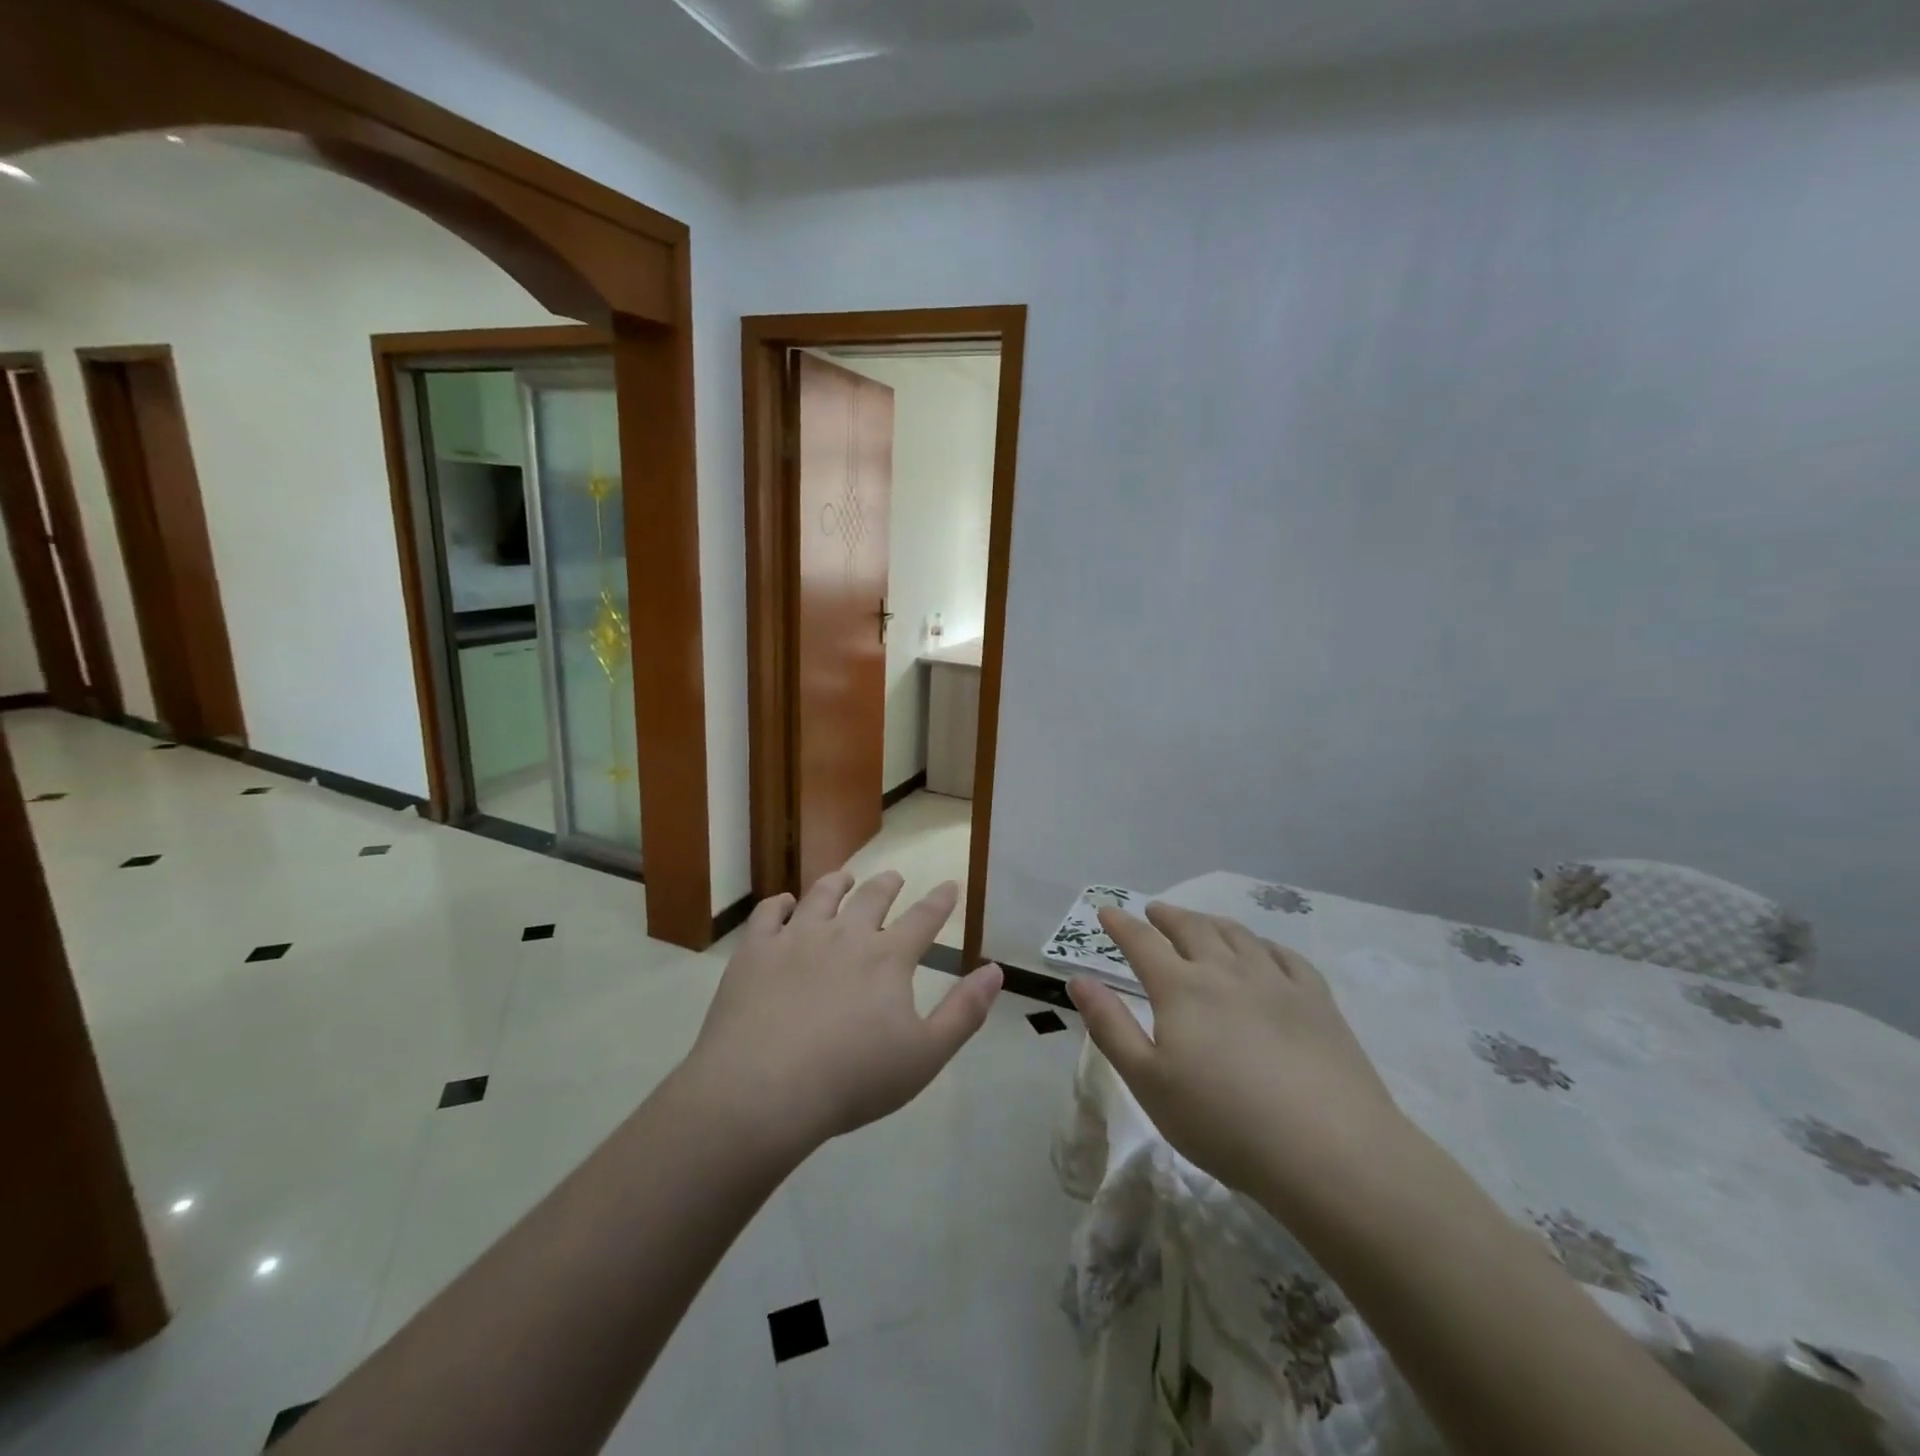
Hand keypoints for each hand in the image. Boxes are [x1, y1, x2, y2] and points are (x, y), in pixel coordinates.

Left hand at [686, 871, 1002, 1153]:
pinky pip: (769, 914)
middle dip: (887, 884)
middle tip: (894, 877)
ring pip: (821, 896)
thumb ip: (964, 1011)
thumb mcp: (925, 1055)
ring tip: (843, 877)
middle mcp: (845, 935)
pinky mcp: (755, 951)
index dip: (940, 901)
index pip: (923, 918)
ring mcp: (796, 938)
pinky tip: (784, 905)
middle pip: (871, 898)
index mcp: (888, 958)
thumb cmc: (852, 1079)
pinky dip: (780, 904)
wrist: (764, 1089)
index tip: (949, 885)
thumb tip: (995, 970)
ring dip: (836, 883)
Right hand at [1068, 903, 1404, 1205]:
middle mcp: (1226, 971)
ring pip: (1237, 935)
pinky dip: (1263, 944)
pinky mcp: (1317, 1001)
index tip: (1107, 911)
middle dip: (1167, 916)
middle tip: (1154, 911)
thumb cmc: (1223, 1122)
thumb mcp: (1148, 1082)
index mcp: (1181, 989)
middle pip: (1192, 929)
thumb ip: (1110, 1026)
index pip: (1142, 943)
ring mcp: (1276, 982)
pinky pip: (1285, 956)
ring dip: (1211, 923)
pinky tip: (1262, 951)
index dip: (1121, 925)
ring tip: (1201, 923)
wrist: (1329, 1151)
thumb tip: (1079, 980)